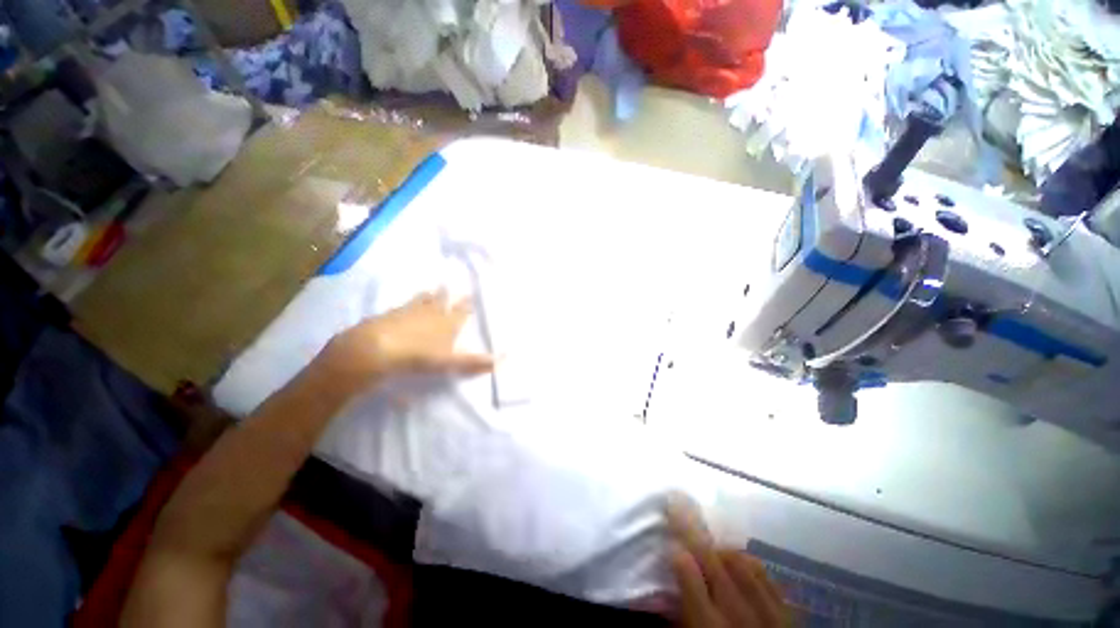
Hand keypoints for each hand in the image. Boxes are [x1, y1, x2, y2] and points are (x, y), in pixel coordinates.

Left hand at [314, 289, 494, 394]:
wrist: (377, 349)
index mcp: (448, 322)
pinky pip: (403, 305)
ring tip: (431, 290)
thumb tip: (503, 360)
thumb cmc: (420, 355)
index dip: (467, 304)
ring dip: (429, 295)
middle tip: (450, 285)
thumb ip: (474, 362)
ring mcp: (410, 311)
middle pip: (442, 300)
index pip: (461, 310)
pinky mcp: (390, 314)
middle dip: (448, 294)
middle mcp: (432, 312)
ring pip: (423, 300)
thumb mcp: (450, 362)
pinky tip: (403, 305)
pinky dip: (407, 304)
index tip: (471, 296)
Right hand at [668, 497, 787, 627]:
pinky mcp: (789, 615)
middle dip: (692, 529)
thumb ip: (677, 617)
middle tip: (677, 500)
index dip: (678, 553)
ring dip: (720, 547)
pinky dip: (749, 562)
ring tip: (709, 542)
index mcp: (709, 626)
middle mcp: (739, 616)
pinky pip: (766, 577)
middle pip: (714, 561)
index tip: (667, 536)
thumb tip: (659, 590)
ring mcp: (769, 613)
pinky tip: (739, 559)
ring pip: (741, 563)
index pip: (689, 577)